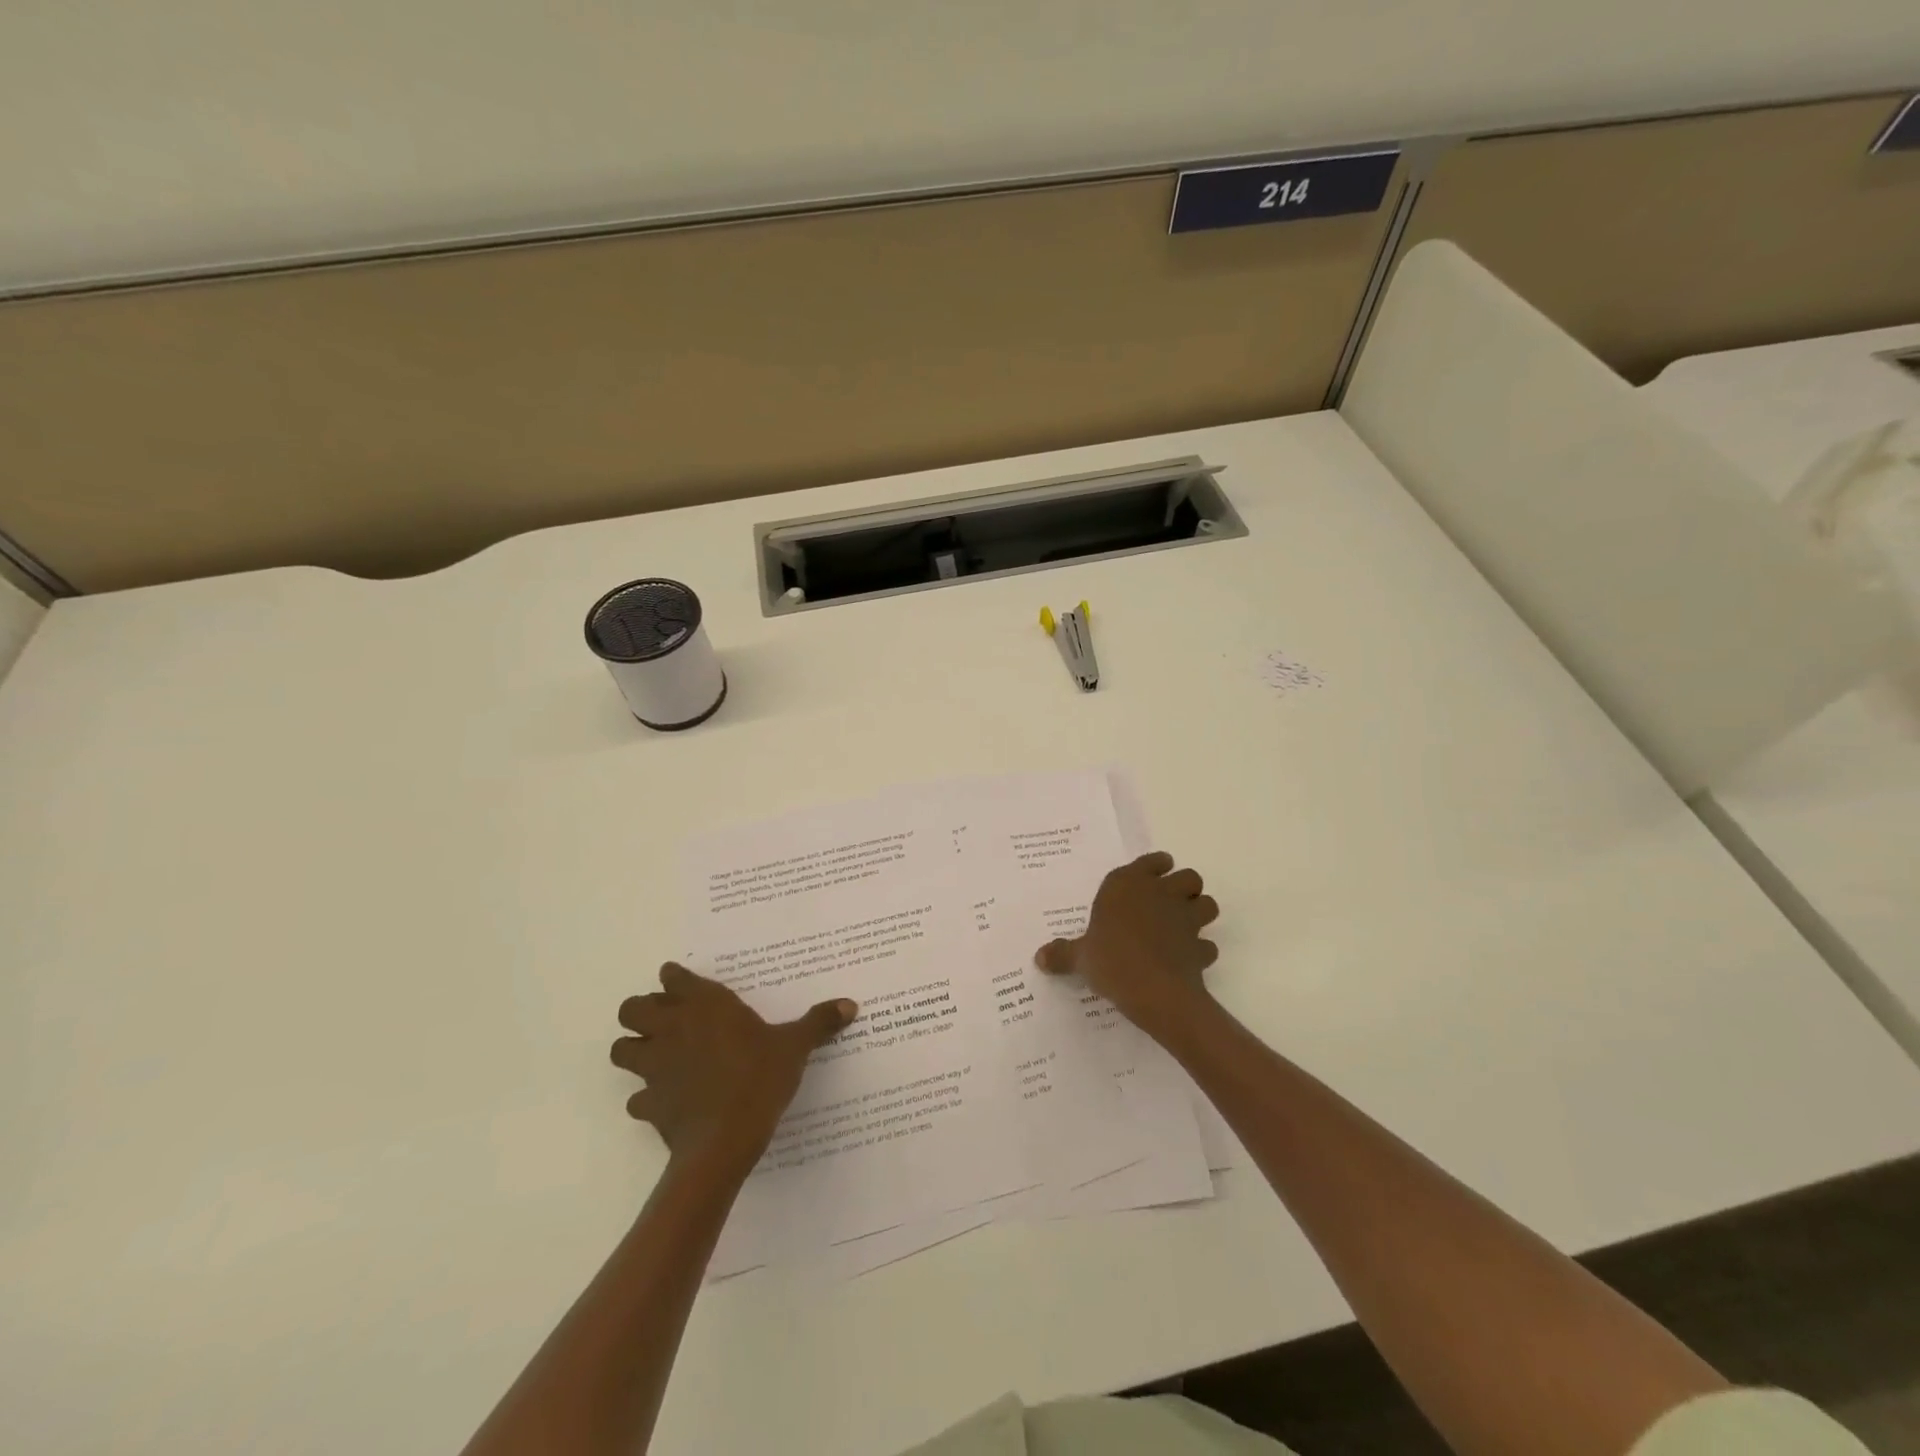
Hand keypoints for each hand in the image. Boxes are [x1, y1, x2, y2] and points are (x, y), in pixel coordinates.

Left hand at [610, 964, 857, 1168]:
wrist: (724, 1141)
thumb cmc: (759, 1078)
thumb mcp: (795, 1047)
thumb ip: (818, 1022)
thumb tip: (850, 1004)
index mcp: (704, 1005)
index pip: (673, 977)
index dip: (676, 979)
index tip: (687, 985)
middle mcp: (672, 1028)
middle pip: (632, 1007)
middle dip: (643, 1011)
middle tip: (668, 1021)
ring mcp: (654, 1066)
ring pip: (621, 1049)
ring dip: (634, 1050)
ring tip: (658, 1057)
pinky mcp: (648, 1104)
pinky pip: (635, 1097)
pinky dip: (646, 1096)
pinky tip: (666, 1100)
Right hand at [1035, 852, 1218, 1034]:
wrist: (1152, 990)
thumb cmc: (1110, 959)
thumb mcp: (1080, 957)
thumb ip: (1062, 954)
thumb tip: (1039, 957)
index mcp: (1129, 884)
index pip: (1153, 861)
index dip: (1155, 867)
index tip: (1150, 877)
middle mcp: (1162, 893)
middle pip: (1189, 877)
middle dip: (1184, 888)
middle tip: (1168, 904)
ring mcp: (1187, 919)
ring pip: (1207, 904)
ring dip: (1200, 913)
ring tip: (1183, 927)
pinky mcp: (1201, 948)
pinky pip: (1207, 945)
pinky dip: (1201, 951)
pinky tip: (1188, 960)